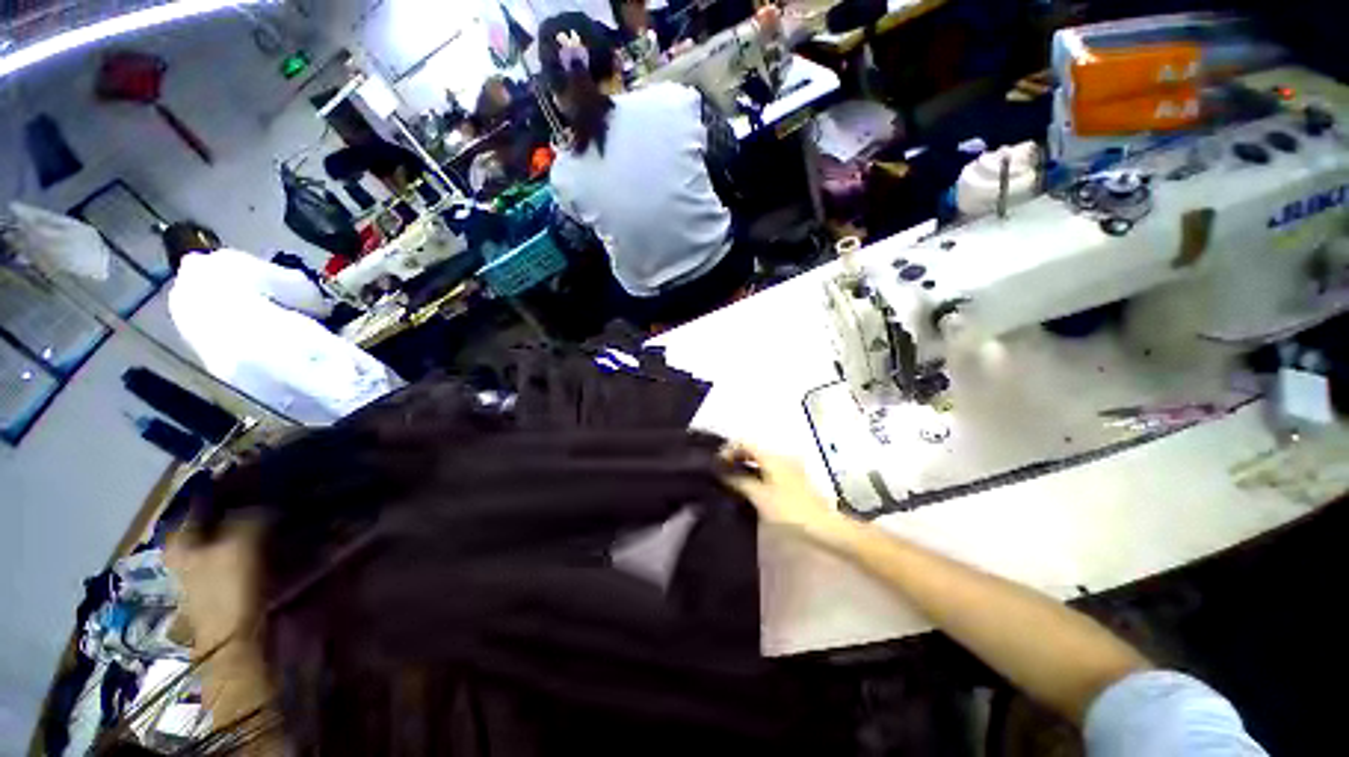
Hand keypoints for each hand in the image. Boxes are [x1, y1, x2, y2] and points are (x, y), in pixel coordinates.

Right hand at [720, 443, 852, 542]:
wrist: (825, 527)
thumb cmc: (790, 510)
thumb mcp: (760, 496)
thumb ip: (739, 482)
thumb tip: (723, 473)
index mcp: (772, 456)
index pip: (745, 443)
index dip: (728, 450)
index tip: (716, 464)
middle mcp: (782, 455)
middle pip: (753, 449)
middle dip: (736, 456)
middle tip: (721, 471)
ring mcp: (790, 466)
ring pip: (761, 459)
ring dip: (746, 464)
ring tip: (732, 479)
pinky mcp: (795, 478)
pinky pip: (769, 467)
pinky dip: (757, 471)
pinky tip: (751, 486)